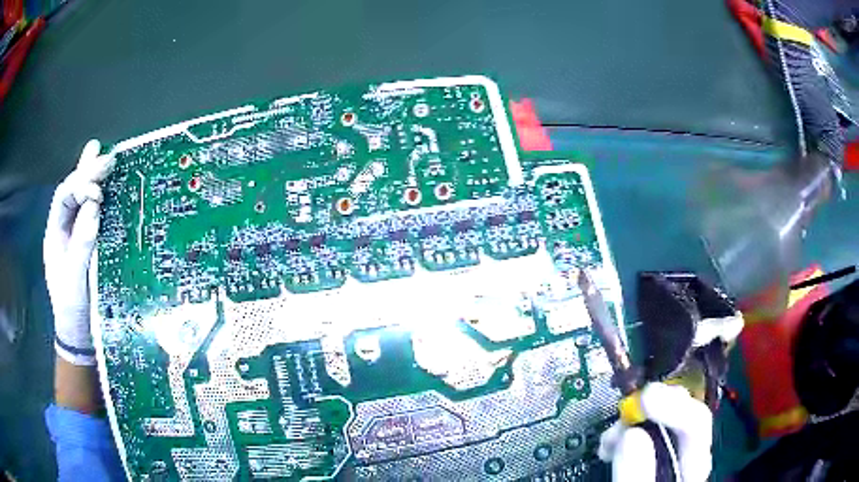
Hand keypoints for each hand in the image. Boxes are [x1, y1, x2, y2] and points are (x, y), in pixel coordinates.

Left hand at [44, 140, 113, 365]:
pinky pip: (92, 215)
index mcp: (55, 233)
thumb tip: (94, 207)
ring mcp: (75, 234)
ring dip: (93, 179)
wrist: (78, 331)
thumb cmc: (72, 307)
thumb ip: (80, 244)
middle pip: (73, 192)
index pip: (64, 197)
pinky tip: (108, 188)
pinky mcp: (87, 243)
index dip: (80, 186)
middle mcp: (63, 228)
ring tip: (105, 158)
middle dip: (87, 173)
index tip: (98, 188)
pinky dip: (100, 199)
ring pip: (81, 200)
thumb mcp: (74, 279)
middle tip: (107, 158)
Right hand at [598, 383, 712, 481]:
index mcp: (694, 468)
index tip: (643, 399)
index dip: (674, 406)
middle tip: (625, 413)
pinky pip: (644, 436)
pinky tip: (610, 444)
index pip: (697, 424)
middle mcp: (688, 457)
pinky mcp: (654, 461)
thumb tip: (632, 432)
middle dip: (653, 409)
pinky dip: (625, 434)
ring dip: (634, 421)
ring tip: (609, 438)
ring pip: (662, 423)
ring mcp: (671, 458)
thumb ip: (637, 476)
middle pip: (683, 416)